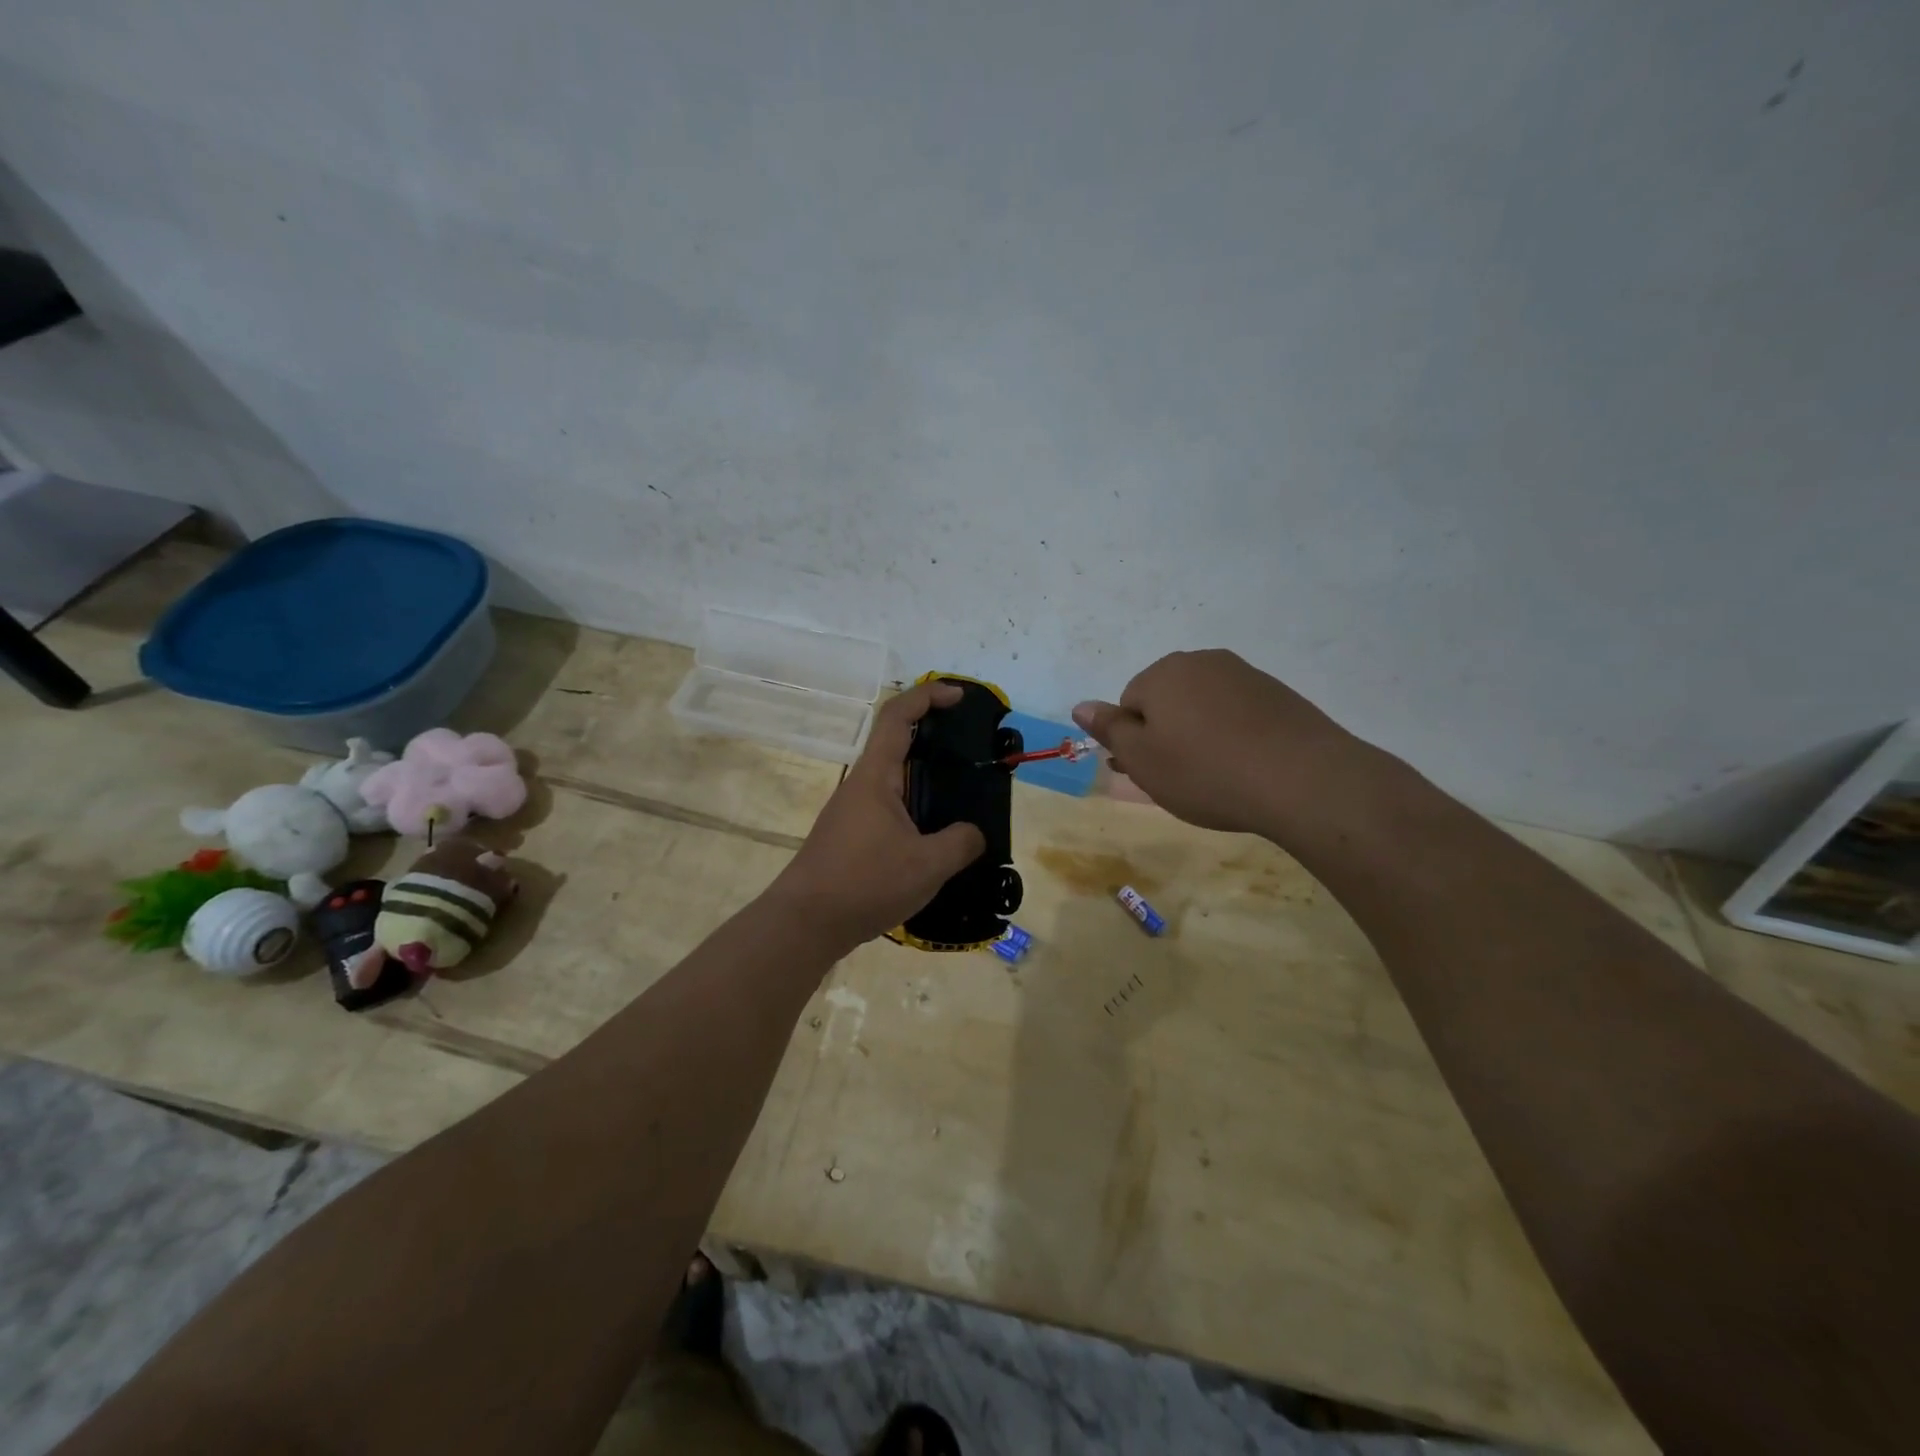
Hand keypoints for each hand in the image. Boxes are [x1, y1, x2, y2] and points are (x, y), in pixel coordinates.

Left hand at [767, 681, 985, 948]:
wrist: (805, 923)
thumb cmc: (864, 883)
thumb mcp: (927, 865)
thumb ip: (960, 843)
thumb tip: (973, 834)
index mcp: (876, 776)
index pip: (898, 715)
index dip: (928, 696)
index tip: (959, 697)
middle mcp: (862, 785)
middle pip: (896, 742)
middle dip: (933, 736)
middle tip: (971, 749)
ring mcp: (853, 811)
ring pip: (893, 779)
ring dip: (925, 777)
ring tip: (962, 796)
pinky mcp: (851, 836)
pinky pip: (890, 807)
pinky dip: (915, 807)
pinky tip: (935, 836)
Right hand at [1073, 649, 1382, 838]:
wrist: (1303, 780)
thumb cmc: (1206, 773)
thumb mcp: (1144, 759)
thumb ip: (1109, 729)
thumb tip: (1081, 705)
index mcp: (1162, 674)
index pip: (1129, 704)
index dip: (1135, 742)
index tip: (1151, 773)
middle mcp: (1201, 662)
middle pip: (1166, 700)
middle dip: (1166, 734)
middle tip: (1179, 778)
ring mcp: (1244, 674)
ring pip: (1202, 706)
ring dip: (1199, 734)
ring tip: (1215, 775)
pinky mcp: (1278, 693)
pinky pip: (1237, 712)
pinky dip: (1233, 735)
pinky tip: (1245, 766)